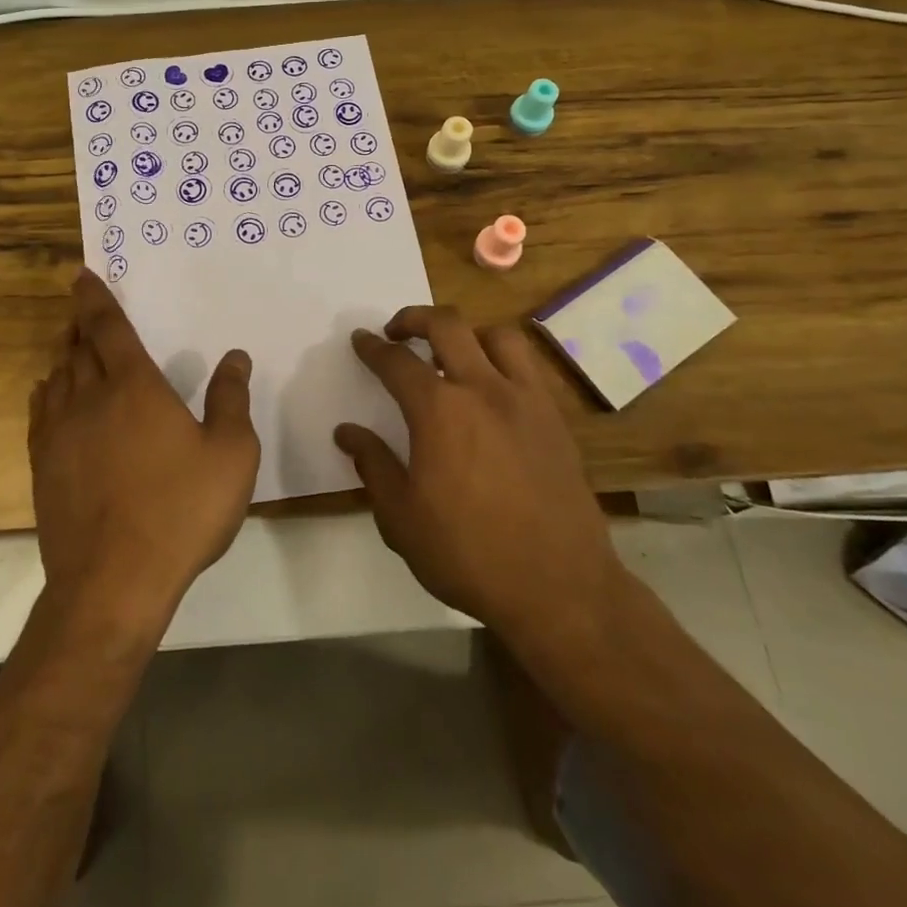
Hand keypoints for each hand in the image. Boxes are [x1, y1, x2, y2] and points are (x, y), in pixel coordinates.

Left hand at [28, 270, 260, 632]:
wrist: (112, 582)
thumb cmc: (180, 511)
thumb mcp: (230, 454)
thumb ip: (231, 400)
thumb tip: (235, 357)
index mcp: (134, 387)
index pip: (109, 327)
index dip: (95, 298)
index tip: (81, 275)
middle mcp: (90, 398)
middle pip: (78, 347)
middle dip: (79, 323)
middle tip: (82, 309)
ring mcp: (60, 432)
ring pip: (56, 376)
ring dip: (64, 354)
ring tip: (72, 346)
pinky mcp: (43, 466)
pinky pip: (40, 412)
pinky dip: (46, 392)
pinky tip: (50, 393)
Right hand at [334, 307, 624, 640]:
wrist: (559, 588)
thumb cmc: (468, 554)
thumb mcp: (401, 518)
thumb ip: (373, 465)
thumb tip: (347, 432)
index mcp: (438, 411)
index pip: (396, 362)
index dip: (373, 348)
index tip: (361, 340)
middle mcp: (482, 389)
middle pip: (447, 325)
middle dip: (414, 318)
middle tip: (398, 332)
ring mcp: (525, 400)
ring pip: (496, 335)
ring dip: (466, 333)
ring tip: (452, 353)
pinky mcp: (554, 419)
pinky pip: (527, 366)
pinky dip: (502, 360)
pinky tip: (492, 388)